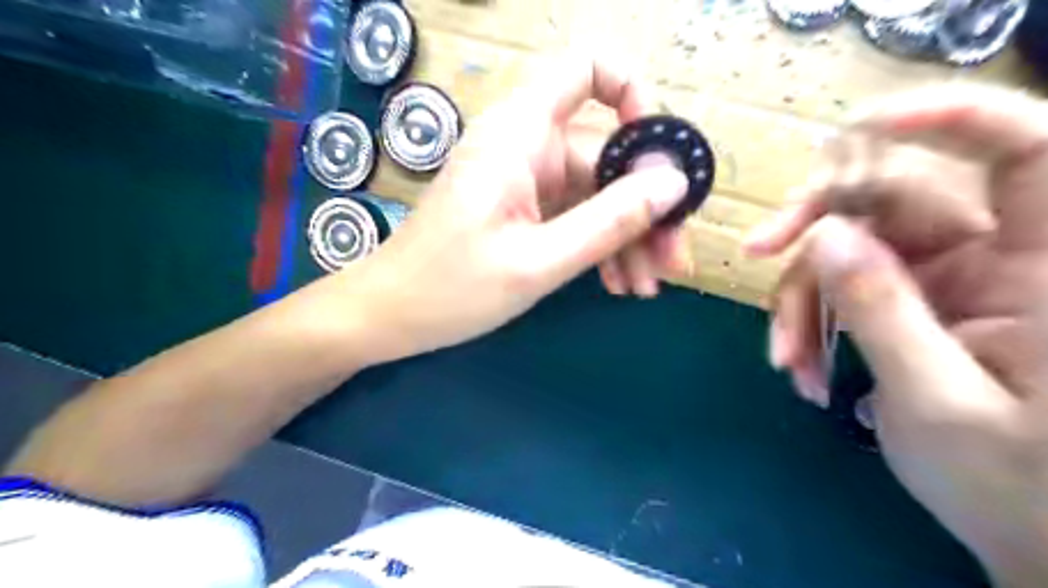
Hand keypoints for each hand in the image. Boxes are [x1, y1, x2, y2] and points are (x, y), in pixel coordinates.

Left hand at [341, 55, 693, 362]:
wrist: (392, 315)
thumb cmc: (451, 288)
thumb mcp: (539, 260)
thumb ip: (610, 220)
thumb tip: (674, 183)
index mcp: (520, 134)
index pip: (587, 71)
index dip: (633, 97)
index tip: (660, 158)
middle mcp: (527, 146)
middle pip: (607, 154)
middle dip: (646, 206)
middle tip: (672, 261)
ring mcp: (527, 181)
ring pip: (598, 193)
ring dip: (628, 237)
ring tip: (646, 286)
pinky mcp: (525, 210)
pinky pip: (577, 216)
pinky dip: (601, 246)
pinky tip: (619, 283)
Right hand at [746, 85, 1047, 585]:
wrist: (1033, 540)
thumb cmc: (1020, 489)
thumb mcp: (939, 404)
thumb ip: (883, 313)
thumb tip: (824, 237)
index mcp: (1043, 268)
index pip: (1024, 150)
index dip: (949, 117)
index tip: (856, 126)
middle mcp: (990, 255)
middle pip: (891, 195)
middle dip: (813, 221)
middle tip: (756, 253)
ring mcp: (942, 279)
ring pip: (847, 247)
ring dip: (801, 296)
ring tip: (786, 360)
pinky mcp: (908, 303)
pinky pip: (841, 287)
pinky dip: (810, 323)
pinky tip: (802, 370)